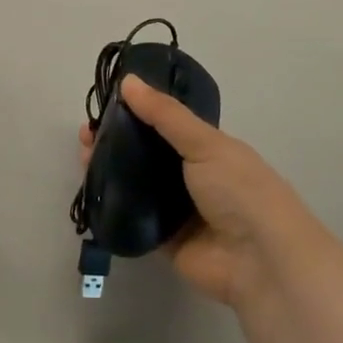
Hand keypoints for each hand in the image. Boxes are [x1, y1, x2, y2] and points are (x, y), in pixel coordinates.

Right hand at [80, 76, 316, 307]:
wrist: (260, 261)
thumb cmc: (239, 191)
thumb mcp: (205, 143)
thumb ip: (165, 115)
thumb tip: (128, 81)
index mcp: (208, 150)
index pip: (166, 125)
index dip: (136, 114)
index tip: (104, 106)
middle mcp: (192, 178)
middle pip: (145, 155)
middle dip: (115, 142)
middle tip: (85, 136)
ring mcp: (177, 211)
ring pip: (136, 185)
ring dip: (110, 171)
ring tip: (82, 158)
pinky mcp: (164, 241)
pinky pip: (133, 219)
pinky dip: (113, 206)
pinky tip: (90, 191)